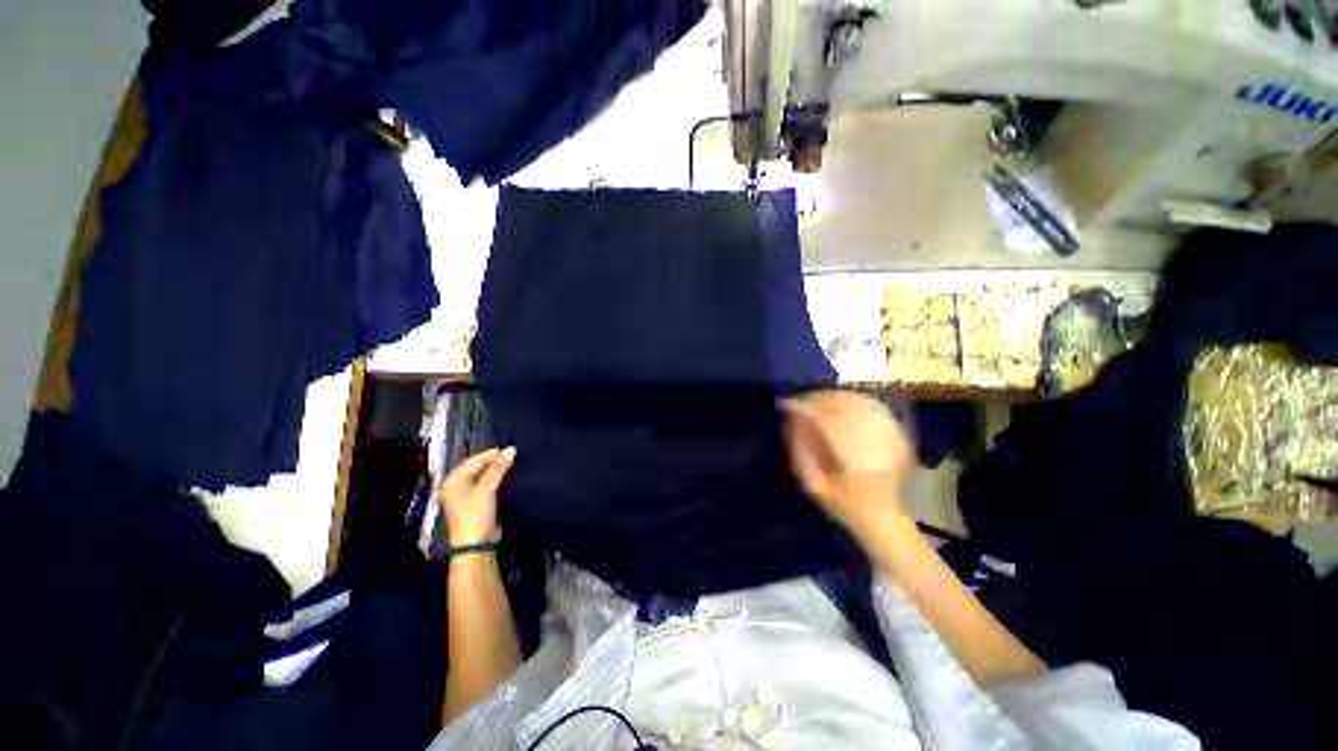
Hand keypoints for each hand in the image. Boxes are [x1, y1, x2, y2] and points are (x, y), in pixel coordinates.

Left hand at [439, 447, 516, 546]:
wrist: (475, 546)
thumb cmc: (475, 515)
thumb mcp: (487, 489)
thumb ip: (498, 468)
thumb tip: (511, 448)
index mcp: (453, 480)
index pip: (474, 460)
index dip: (492, 454)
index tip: (511, 449)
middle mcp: (456, 486)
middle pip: (478, 467)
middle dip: (495, 462)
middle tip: (514, 456)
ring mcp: (465, 495)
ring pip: (483, 476)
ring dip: (497, 471)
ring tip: (513, 465)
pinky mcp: (475, 503)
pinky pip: (486, 485)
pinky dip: (496, 480)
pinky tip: (507, 478)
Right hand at [780, 391, 915, 538]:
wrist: (885, 518)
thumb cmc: (845, 506)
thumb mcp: (814, 487)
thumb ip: (799, 455)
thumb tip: (789, 423)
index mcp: (855, 463)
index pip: (826, 423)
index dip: (804, 409)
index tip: (785, 404)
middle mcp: (876, 444)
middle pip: (843, 407)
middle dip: (816, 399)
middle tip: (798, 400)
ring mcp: (891, 437)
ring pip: (858, 402)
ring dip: (832, 396)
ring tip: (814, 399)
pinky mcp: (898, 434)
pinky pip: (873, 406)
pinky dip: (851, 399)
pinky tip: (837, 401)